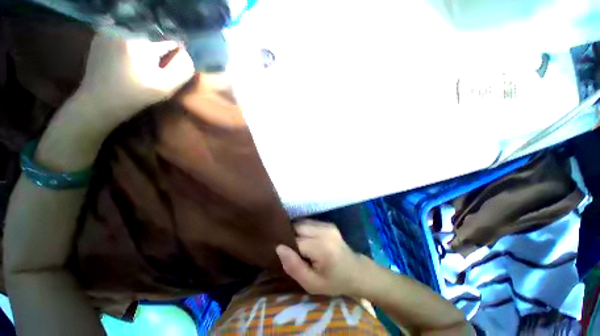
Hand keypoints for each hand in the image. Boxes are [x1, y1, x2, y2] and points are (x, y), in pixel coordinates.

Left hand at [77, 30, 193, 125]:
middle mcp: (126, 32)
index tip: (166, 69)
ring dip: (139, 49)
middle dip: (153, 53)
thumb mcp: (166, 88)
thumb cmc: (136, 96)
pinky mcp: (100, 35)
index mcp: (143, 45)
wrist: (100, 101)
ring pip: (137, 37)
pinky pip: (122, 36)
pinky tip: (122, 60)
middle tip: (148, 71)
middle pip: (151, 40)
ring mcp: (110, 32)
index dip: (171, 56)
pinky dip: (126, 46)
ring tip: (134, 67)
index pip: (168, 43)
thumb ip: (181, 71)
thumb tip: (186, 55)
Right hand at [276, 220, 365, 295]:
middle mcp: (324, 231)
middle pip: (297, 227)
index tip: (291, 258)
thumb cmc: (334, 282)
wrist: (356, 271)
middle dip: (291, 237)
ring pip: (301, 223)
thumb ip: (293, 267)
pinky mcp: (328, 223)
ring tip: (302, 247)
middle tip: (296, 253)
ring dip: (297, 233)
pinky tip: (308, 241)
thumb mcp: (312, 284)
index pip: (294, 241)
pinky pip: (308, 223)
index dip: (289, 249)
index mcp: (322, 247)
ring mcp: (327, 225)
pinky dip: (304, 230)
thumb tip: (279, 247)